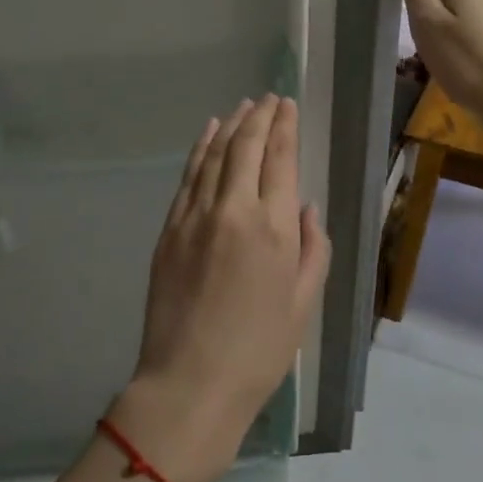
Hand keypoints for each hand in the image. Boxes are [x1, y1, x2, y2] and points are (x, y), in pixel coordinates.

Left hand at [113, 95, 330, 481]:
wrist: (190, 382)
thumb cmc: (259, 350)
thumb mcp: (303, 303)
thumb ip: (313, 249)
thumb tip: (306, 209)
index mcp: (273, 227)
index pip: (280, 159)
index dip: (284, 127)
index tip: (287, 105)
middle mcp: (233, 209)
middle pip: (245, 147)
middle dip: (259, 118)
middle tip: (269, 99)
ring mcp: (194, 216)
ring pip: (214, 155)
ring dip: (230, 126)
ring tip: (242, 107)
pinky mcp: (169, 230)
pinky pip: (188, 177)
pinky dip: (200, 150)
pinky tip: (208, 135)